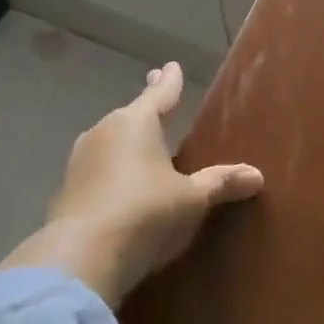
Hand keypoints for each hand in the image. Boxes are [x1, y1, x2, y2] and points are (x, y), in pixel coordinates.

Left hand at [0, 61, 263, 305]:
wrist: (82, 256)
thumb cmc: (145, 213)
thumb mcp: (192, 199)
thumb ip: (220, 183)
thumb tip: (256, 175)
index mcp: (136, 123)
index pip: (160, 95)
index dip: (170, 82)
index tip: (171, 66)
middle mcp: (103, 132)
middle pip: (130, 115)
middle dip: (145, 109)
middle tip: (157, 98)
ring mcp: (80, 160)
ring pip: (110, 141)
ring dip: (126, 141)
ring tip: (141, 144)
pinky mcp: (67, 190)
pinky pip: (98, 169)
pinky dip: (112, 170)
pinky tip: (119, 184)